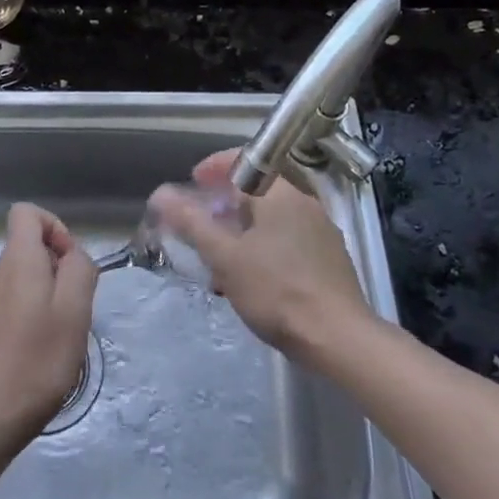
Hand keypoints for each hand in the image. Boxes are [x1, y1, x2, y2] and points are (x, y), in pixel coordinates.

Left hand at [0, 203, 97, 442]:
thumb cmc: (37, 358)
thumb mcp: (75, 309)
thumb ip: (80, 269)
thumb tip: (73, 256)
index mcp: (16, 259)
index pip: (27, 212)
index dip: (55, 227)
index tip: (72, 264)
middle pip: (31, 245)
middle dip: (60, 266)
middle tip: (75, 307)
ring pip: (27, 276)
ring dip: (51, 294)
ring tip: (61, 333)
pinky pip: (17, 300)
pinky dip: (36, 313)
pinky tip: (44, 348)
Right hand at [149, 151, 373, 360]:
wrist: (338, 338)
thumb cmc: (276, 290)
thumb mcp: (225, 257)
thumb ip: (191, 222)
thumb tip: (160, 194)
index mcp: (281, 194)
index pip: (245, 161)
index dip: (214, 166)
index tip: (193, 182)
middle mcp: (305, 204)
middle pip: (258, 191)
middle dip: (225, 204)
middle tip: (200, 223)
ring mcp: (321, 231)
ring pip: (272, 218)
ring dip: (243, 229)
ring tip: (220, 257)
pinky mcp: (329, 259)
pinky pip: (288, 239)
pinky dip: (263, 247)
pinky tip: (250, 278)